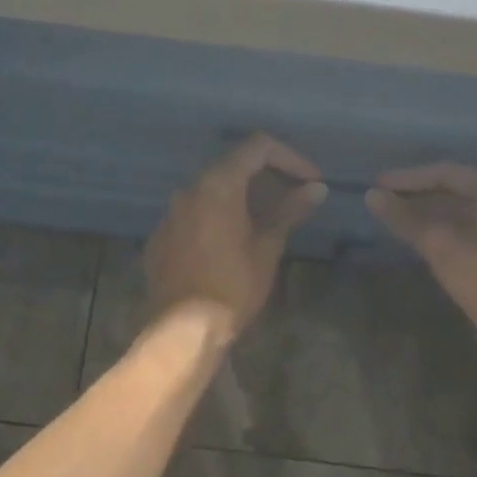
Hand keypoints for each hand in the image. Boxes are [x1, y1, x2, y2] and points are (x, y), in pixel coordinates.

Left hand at [144, 134, 326, 336]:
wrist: (183, 329)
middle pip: (232, 165)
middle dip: (267, 176)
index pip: (257, 148)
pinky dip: (217, 217)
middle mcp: (189, 189)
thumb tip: (316, 189)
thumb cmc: (233, 286)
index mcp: (217, 184)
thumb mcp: (267, 247)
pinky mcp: (160, 237)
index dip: (290, 158)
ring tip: (267, 220)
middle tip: (294, 197)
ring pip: (211, 191)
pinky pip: (193, 215)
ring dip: (241, 197)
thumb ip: (289, 211)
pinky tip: (231, 242)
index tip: (311, 180)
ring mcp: (170, 213)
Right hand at [366, 162, 476, 327]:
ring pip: (467, 214)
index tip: (381, 185)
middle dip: (421, 195)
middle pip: (460, 192)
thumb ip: (404, 217)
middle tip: (389, 200)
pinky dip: (448, 231)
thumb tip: (372, 196)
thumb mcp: (437, 242)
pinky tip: (428, 241)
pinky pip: (475, 232)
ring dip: (433, 214)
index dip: (410, 178)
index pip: (449, 174)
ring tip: (402, 219)